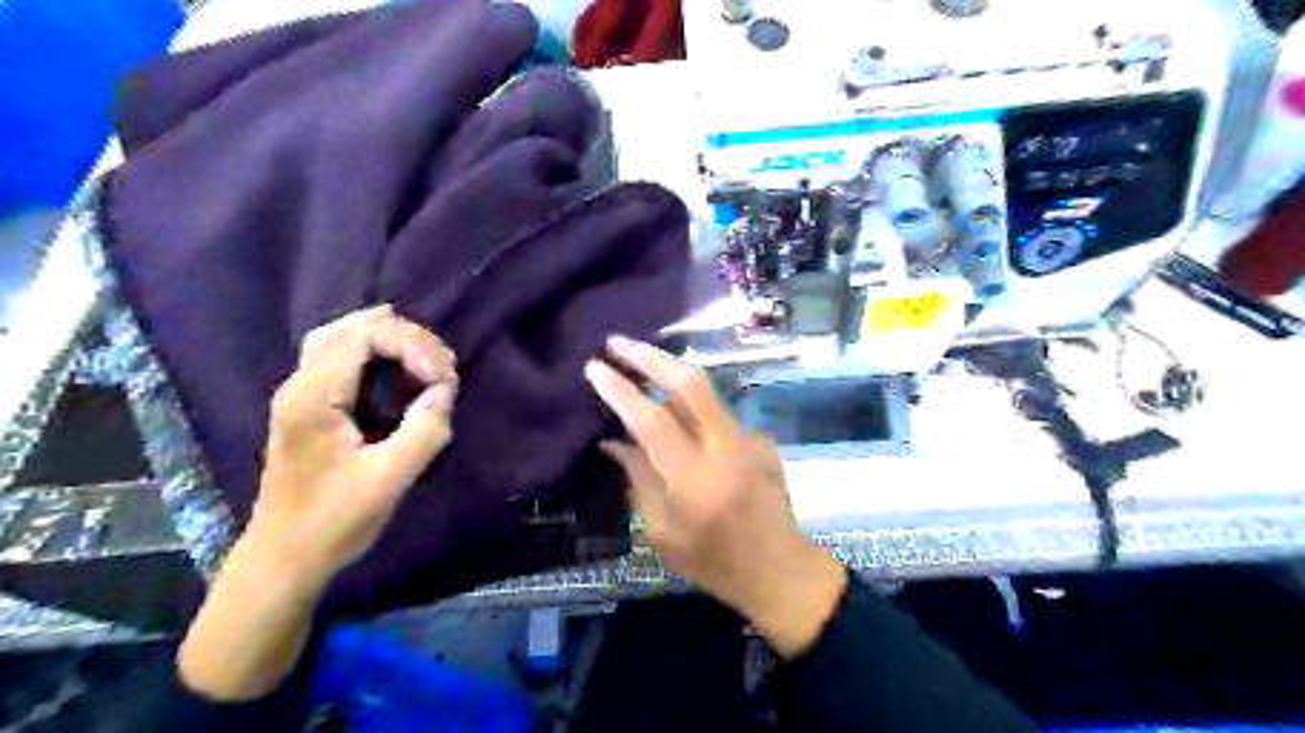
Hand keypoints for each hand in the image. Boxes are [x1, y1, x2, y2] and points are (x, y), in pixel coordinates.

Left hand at [178, 306, 455, 700]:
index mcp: (313, 397)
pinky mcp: (311, 407)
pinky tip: (402, 373)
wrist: (284, 558)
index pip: (364, 334)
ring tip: (429, 365)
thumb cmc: (334, 522)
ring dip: (393, 343)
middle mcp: (301, 384)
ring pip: (345, 338)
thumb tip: (445, 392)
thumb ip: (424, 431)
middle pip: (353, 327)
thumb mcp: (389, 480)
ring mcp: (301, 394)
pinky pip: (344, 358)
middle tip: (442, 370)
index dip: (413, 345)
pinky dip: (379, 355)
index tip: (444, 379)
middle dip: (406, 339)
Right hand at [588, 335, 852, 656]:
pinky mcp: (761, 439)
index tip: (594, 367)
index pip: (651, 420)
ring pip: (704, 392)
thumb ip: (639, 479)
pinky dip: (692, 412)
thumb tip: (614, 440)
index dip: (620, 390)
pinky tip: (680, 424)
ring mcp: (749, 439)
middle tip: (618, 343)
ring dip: (669, 375)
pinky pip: (717, 415)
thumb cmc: (713, 563)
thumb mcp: (663, 531)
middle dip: (650, 357)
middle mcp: (725, 448)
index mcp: (695, 479)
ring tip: (639, 364)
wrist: (778, 569)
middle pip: (689, 384)